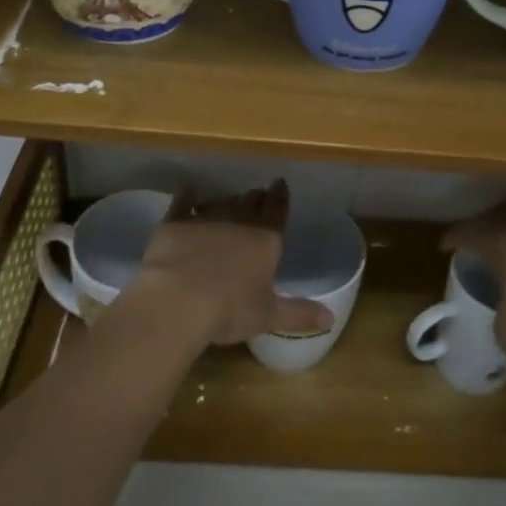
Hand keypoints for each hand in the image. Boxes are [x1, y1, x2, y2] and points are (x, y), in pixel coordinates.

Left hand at [133, 180, 332, 347]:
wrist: (178, 301)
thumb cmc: (230, 310)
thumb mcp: (268, 316)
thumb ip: (299, 314)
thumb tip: (330, 320)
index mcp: (266, 239)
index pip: (277, 210)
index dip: (280, 197)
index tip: (280, 185)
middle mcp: (238, 221)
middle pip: (250, 202)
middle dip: (255, 198)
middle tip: (257, 196)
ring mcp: (205, 219)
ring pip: (221, 201)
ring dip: (227, 200)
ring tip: (229, 200)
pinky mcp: (175, 223)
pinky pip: (183, 203)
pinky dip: (188, 197)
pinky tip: (188, 193)